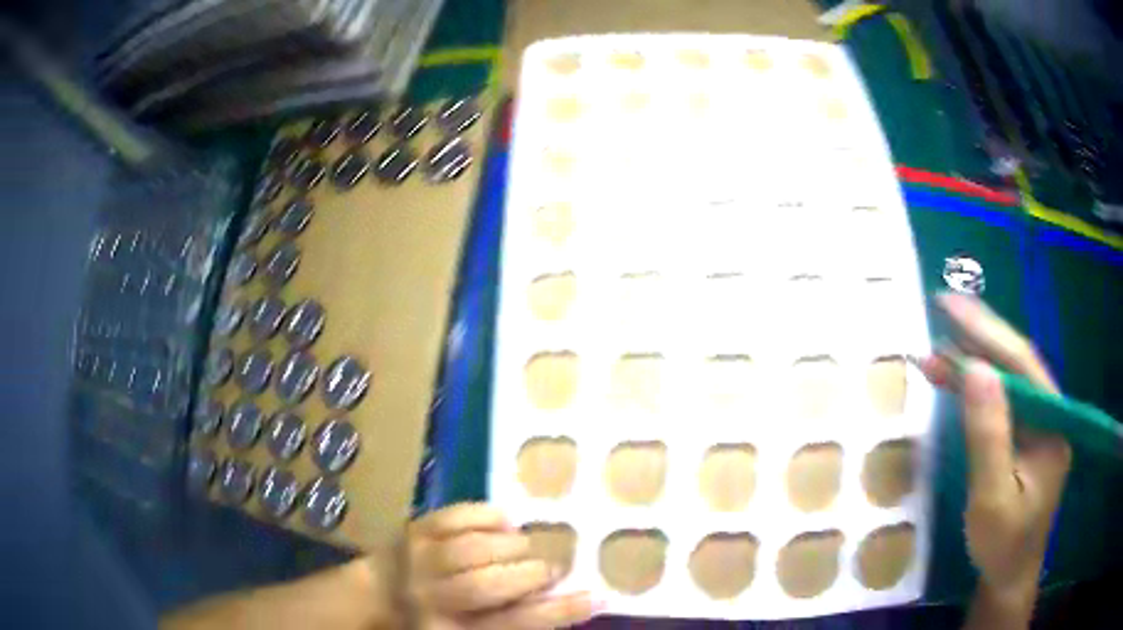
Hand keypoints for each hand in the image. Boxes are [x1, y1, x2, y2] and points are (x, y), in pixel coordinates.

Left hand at [405, 503, 599, 629]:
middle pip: (487, 585)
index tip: (598, 597)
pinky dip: (489, 516)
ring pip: (473, 548)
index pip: (512, 624)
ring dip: (514, 545)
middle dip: (532, 574)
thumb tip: (565, 600)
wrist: (377, 595)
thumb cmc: (433, 621)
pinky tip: (506, 523)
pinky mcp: (414, 529)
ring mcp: (418, 560)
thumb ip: (513, 618)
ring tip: (529, 549)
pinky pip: (457, 515)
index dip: (558, 612)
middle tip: (554, 569)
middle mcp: (431, 598)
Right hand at [919, 294, 1070, 606]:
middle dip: (979, 336)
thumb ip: (989, 435)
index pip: (1021, 362)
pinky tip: (955, 381)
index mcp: (1052, 421)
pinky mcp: (1025, 438)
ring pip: (1007, 380)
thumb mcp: (993, 498)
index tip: (948, 306)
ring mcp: (1038, 425)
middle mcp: (1050, 413)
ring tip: (937, 348)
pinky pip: (1001, 403)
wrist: (1008, 578)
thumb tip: (977, 370)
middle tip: (940, 309)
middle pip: (1016, 363)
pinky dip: (976, 390)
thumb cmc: (1003, 545)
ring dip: (974, 362)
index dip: (986, 330)